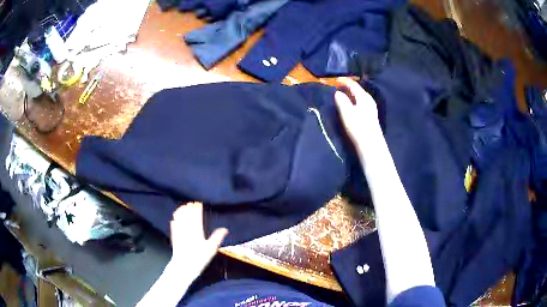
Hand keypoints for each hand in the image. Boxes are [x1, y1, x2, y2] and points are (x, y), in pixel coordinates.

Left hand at [170, 202, 227, 273]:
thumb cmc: (199, 258)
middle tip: (190, 203)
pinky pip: (174, 228)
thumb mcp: (211, 249)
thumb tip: (225, 229)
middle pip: (187, 217)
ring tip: (182, 207)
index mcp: (197, 231)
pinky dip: (174, 222)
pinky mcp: (174, 238)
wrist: (184, 266)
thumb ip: (217, 237)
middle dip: (189, 209)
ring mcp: (179, 233)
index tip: (198, 203)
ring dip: (180, 213)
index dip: (197, 210)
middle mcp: (187, 230)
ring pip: (179, 220)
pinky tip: (173, 219)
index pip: (197, 217)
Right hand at [334, 77, 380, 144]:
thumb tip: (337, 92)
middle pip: (357, 89)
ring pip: (359, 96)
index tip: (335, 80)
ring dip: (350, 94)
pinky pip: (360, 102)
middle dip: (347, 87)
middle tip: (337, 86)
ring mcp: (371, 108)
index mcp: (364, 97)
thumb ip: (341, 101)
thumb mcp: (347, 113)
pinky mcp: (370, 116)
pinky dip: (354, 100)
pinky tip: (350, 105)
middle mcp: (369, 100)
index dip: (344, 81)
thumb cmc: (358, 127)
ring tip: (342, 95)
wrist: (371, 145)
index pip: (353, 84)